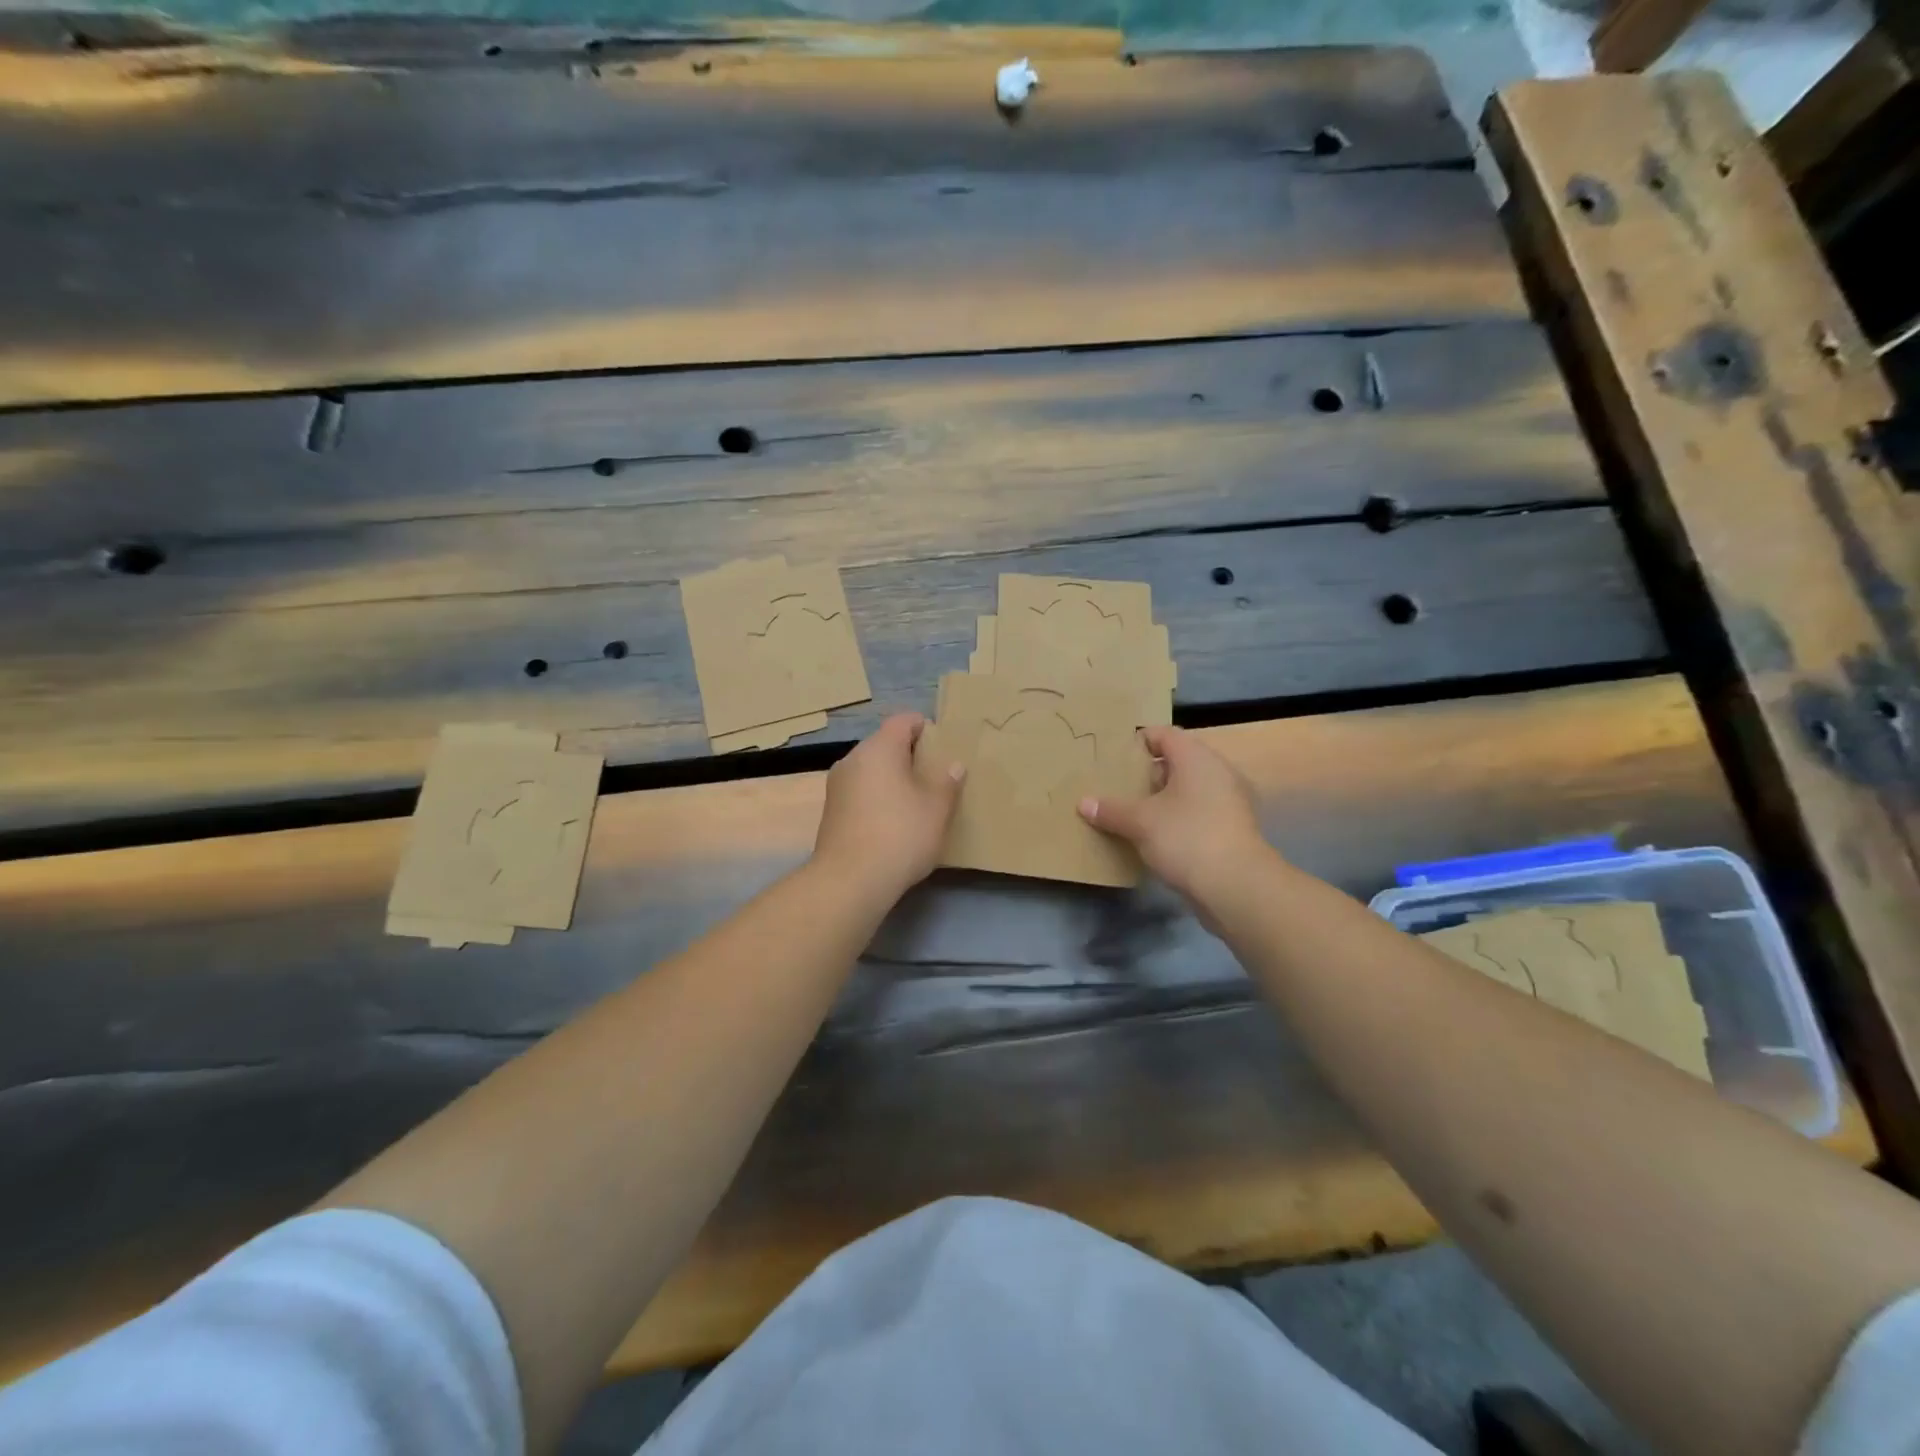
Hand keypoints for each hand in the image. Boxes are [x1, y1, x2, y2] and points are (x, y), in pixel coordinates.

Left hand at [813, 713, 964, 898]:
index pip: (903, 720)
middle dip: (909, 756)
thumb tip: (954, 766)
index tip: (942, 746)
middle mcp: (853, 759)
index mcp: (879, 749)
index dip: (924, 727)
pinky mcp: (831, 811)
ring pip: (871, 770)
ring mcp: (837, 785)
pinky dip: (877, 797)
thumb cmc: (900, 835)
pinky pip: (860, 791)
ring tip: (915, 801)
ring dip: (892, 779)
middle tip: (934, 777)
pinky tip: (892, 822)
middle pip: (885, 744)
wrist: (849, 881)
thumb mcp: (936, 810)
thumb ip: (947, 783)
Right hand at [1078, 726, 1272, 905]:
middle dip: (1147, 773)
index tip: (1114, 757)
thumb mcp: (1140, 822)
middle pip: (1177, 761)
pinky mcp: (1232, 829)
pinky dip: (1177, 818)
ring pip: (1188, 789)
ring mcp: (1230, 801)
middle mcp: (1217, 772)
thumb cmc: (1186, 837)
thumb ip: (1111, 810)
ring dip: (1162, 799)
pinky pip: (1198, 812)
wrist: (1237, 887)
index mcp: (1197, 758)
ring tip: (1131, 812)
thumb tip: (1084, 803)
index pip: (1164, 734)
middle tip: (1117, 786)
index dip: (1138, 741)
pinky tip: (1155, 836)